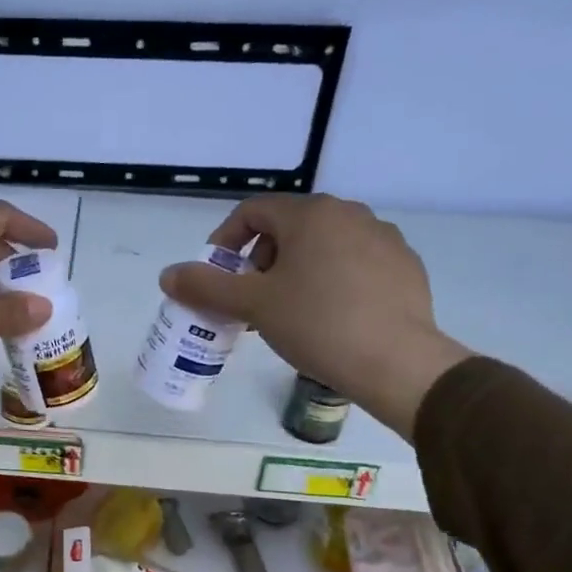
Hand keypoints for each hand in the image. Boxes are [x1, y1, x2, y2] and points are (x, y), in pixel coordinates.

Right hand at [158, 194, 472, 437]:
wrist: (395, 360)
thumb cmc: (316, 324)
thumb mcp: (253, 305)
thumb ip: (206, 286)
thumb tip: (168, 275)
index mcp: (311, 214)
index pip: (253, 211)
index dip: (225, 241)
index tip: (217, 277)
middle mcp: (350, 214)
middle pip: (288, 228)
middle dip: (260, 261)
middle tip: (250, 300)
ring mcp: (383, 238)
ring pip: (323, 246)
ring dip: (294, 272)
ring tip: (286, 313)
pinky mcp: (404, 266)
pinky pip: (354, 265)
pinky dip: (330, 282)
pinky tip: (328, 319)